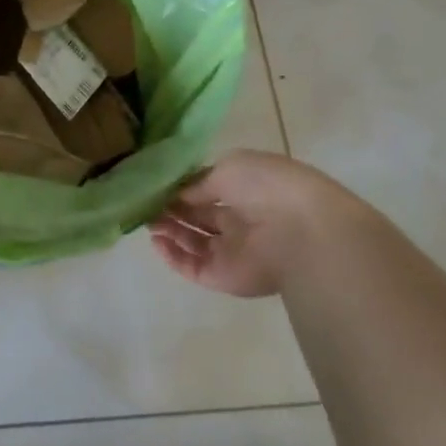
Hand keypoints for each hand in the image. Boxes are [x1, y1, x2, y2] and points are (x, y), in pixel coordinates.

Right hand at [150, 150, 382, 297]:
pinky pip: (193, 267)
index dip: (180, 188)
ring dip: (168, 231)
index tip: (154, 185)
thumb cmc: (267, 187)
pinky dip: (173, 257)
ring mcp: (232, 250)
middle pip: (197, 216)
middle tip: (144, 203)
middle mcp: (239, 220)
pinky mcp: (225, 277)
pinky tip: (156, 242)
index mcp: (245, 190)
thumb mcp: (228, 168)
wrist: (301, 231)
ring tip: (146, 221)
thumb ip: (198, 182)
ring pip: (193, 242)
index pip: (205, 190)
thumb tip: (177, 194)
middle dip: (170, 209)